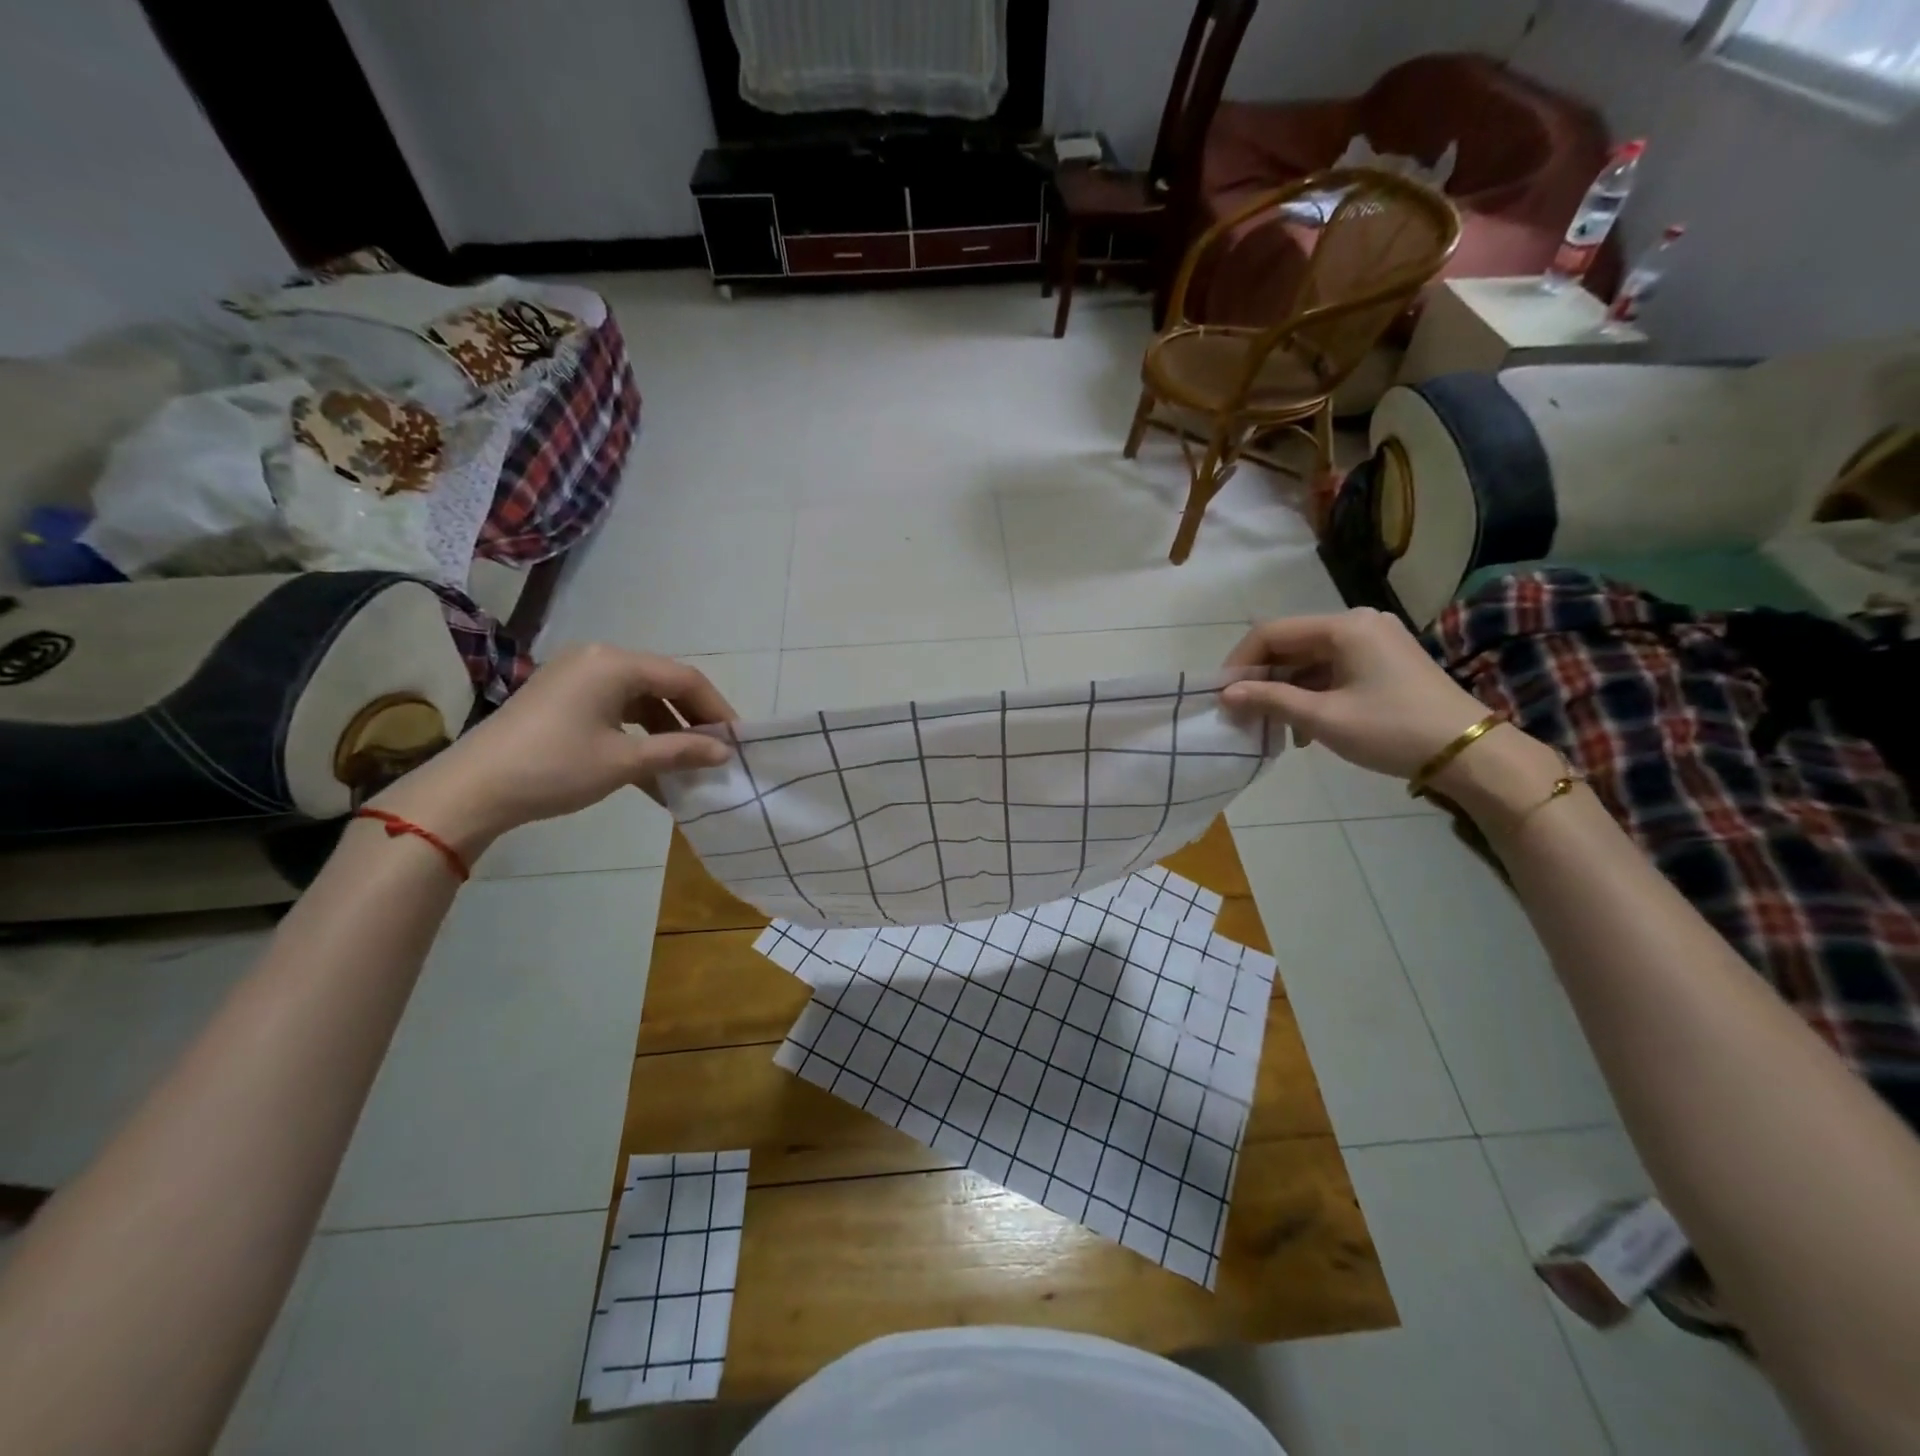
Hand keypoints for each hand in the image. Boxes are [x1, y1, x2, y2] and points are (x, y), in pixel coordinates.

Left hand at [370, 644, 734, 854]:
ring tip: (689, 766)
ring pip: (640, 701)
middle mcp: (598, 659)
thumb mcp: (624, 761)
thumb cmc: (555, 768)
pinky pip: (616, 712)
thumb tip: (725, 752)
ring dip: (667, 733)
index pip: (684, 678)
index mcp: (615, 663)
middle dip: (694, 721)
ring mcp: (577, 678)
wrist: (471, 790)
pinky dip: (638, 737)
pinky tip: (654, 772)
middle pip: (663, 685)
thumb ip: (680, 751)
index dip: (717, 709)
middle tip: (718, 752)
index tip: (738, 740)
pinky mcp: (562, 699)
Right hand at [1219, 609, 1489, 779]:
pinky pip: (1331, 671)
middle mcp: (1358, 624)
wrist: (1469, 752)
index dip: (1240, 662)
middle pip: (1290, 644)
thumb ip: (1270, 700)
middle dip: (1261, 679)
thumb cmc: (1392, 729)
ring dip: (1284, 691)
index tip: (1222, 695)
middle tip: (1240, 712)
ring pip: (1309, 661)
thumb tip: (1225, 694)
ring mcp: (1374, 642)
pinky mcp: (1384, 662)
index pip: (1271, 633)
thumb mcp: (1324, 718)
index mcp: (1344, 627)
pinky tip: (1302, 728)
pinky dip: (1310, 694)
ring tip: (1269, 726)